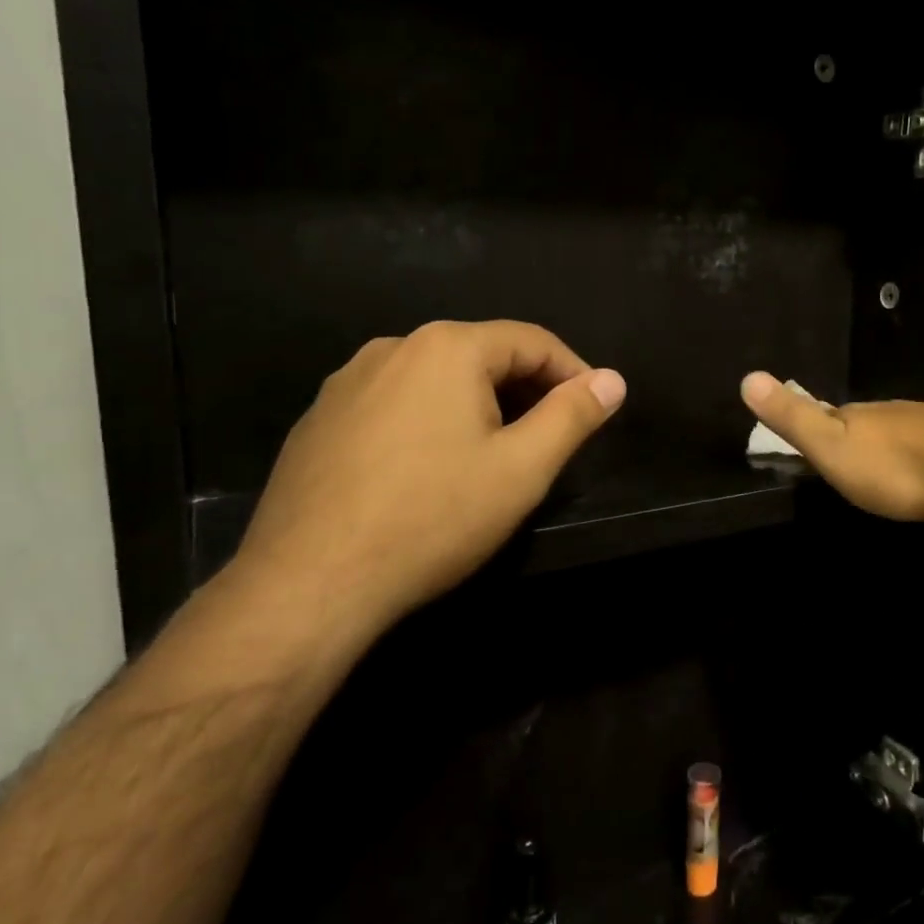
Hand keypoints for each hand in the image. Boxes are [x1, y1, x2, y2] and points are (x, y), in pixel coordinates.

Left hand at [233, 321, 624, 634]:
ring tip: (492, 457)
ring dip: (476, 406)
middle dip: (525, 390)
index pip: (531, 341)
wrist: (310, 582)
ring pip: (435, 380)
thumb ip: (573, 415)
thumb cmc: (433, 518)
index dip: (573, 372)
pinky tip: (428, 472)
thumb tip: (612, 379)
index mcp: (447, 348)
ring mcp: (346, 383)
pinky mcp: (318, 421)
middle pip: (481, 355)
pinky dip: (428, 423)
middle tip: (548, 440)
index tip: (593, 410)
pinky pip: (394, 405)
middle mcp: (392, 348)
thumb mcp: (523, 468)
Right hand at [739, 371, 923, 524]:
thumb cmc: (895, 466)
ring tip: (886, 470)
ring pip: (902, 432)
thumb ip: (792, 417)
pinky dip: (923, 457)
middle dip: (855, 436)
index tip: (808, 442)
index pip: (828, 413)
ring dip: (891, 448)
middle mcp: (894, 412)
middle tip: (847, 462)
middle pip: (866, 421)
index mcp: (859, 413)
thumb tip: (747, 376)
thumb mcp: (831, 446)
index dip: (816, 424)